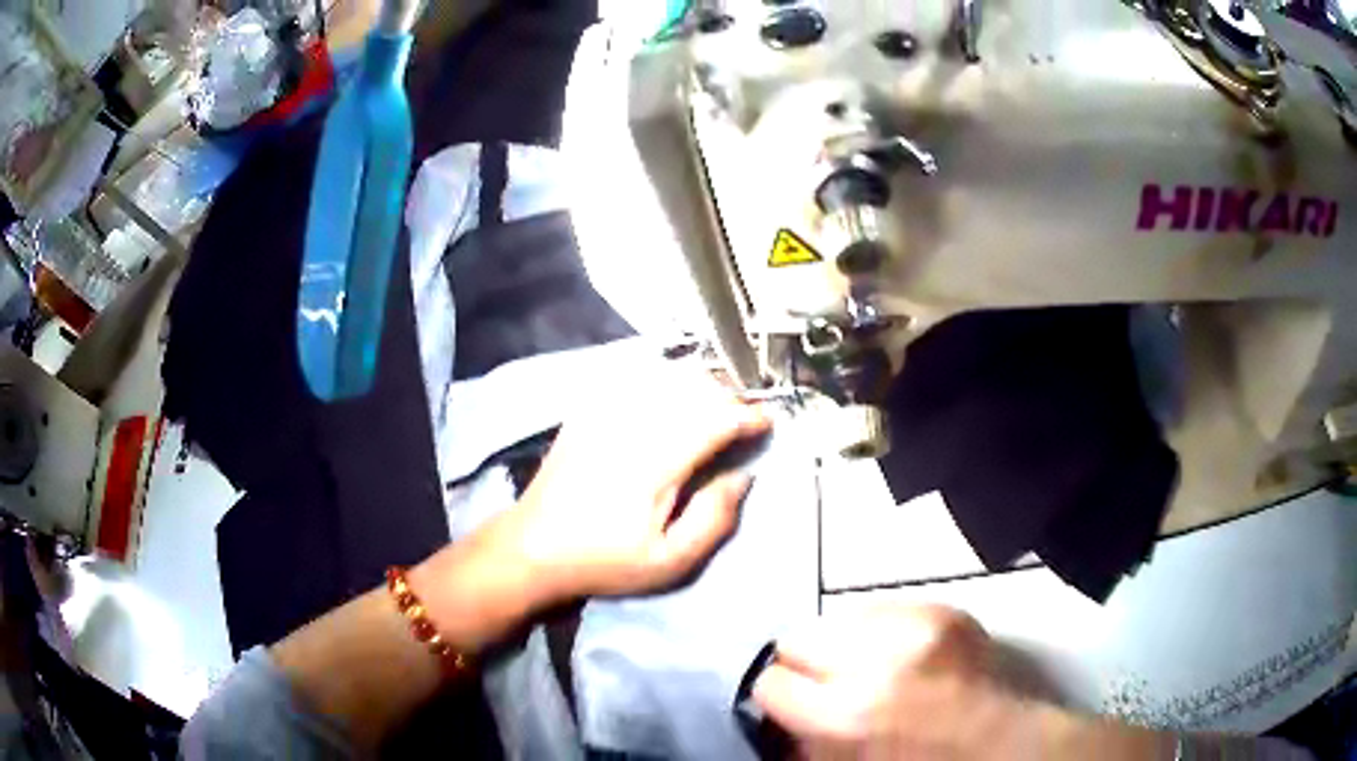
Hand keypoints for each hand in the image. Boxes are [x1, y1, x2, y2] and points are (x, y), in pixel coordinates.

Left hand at [492, 362, 767, 604]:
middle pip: (693, 388)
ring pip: (666, 378)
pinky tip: (671, 400)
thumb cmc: (605, 561)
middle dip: (729, 396)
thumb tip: (743, 476)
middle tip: (745, 417)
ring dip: (699, 386)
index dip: (748, 415)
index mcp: (656, 463)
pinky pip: (634, 381)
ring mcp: (604, 414)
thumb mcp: (669, 561)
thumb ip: (714, 518)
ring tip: (715, 407)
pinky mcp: (587, 412)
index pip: (715, 418)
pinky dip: (664, 383)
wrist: (532, 547)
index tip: (768, 422)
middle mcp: (632, 426)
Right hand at [754, 605, 1177, 760]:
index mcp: (850, 714)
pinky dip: (882, 630)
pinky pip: (884, 607)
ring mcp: (918, 624)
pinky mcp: (946, 607)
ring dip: (847, 644)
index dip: (780, 696)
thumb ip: (803, 740)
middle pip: (799, 636)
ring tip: (874, 667)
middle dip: (808, 664)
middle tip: (831, 684)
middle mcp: (879, 659)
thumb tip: (776, 713)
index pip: (773, 681)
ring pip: (840, 617)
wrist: (1002, 741)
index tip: (795, 703)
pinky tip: (904, 654)